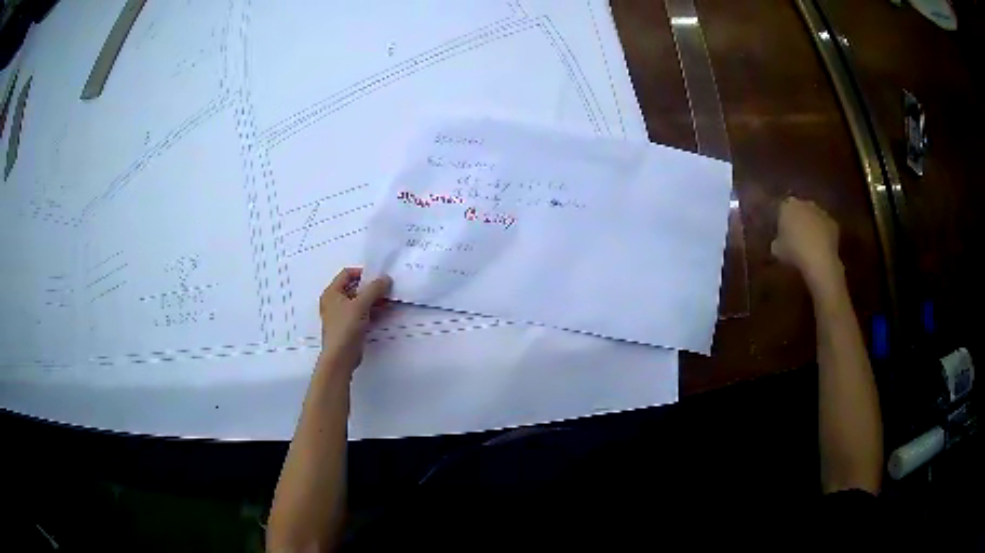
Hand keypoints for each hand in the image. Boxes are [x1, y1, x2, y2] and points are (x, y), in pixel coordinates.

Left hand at [318, 267, 391, 372]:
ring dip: (374, 300)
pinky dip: (372, 311)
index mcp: (332, 293)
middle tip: (387, 289)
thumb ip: (374, 289)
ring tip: (389, 300)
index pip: (347, 274)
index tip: (377, 277)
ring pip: (360, 302)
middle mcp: (335, 301)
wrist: (340, 357)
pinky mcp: (350, 326)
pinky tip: (385, 312)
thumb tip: (385, 278)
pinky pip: (362, 313)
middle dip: (371, 288)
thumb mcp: (360, 305)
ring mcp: (342, 315)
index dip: (362, 273)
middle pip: (355, 288)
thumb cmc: (345, 328)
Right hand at [771, 197, 843, 291]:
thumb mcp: (776, 250)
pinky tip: (820, 247)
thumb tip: (778, 241)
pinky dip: (822, 233)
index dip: (781, 219)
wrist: (819, 260)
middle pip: (799, 208)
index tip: (780, 230)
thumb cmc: (794, 252)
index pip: (781, 207)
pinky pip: (825, 226)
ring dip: (811, 225)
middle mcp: (804, 203)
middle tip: (794, 235)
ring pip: (813, 216)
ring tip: (808, 242)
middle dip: (797, 218)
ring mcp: (821, 212)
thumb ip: (777, 241)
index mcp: (787, 206)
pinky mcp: (833, 223)